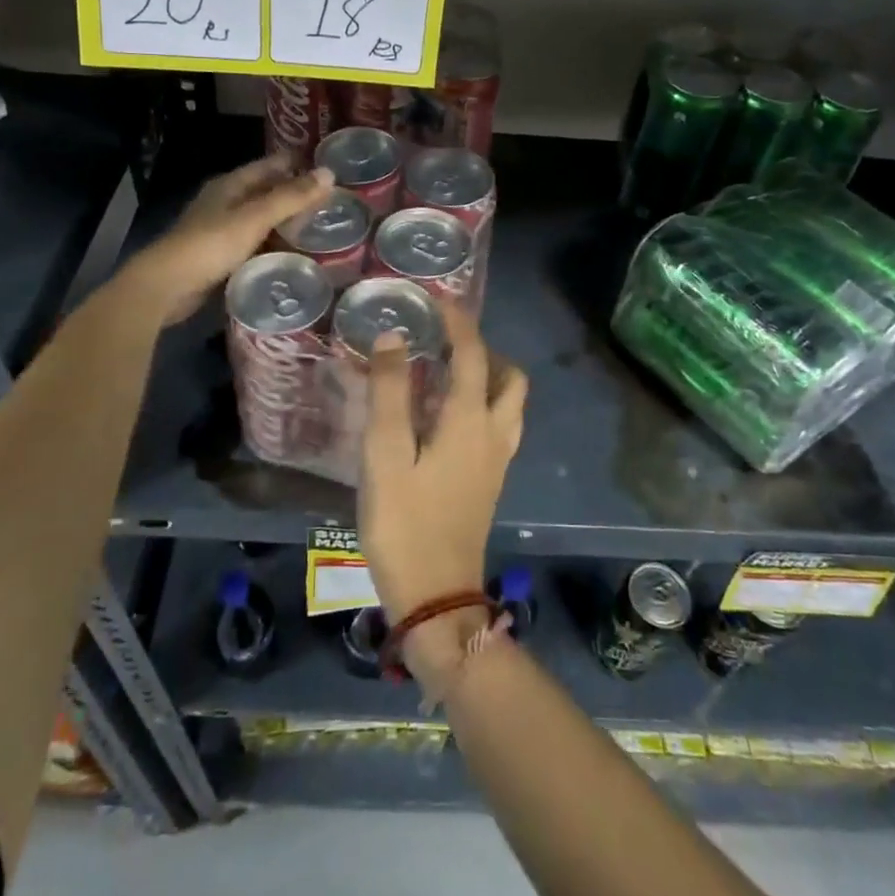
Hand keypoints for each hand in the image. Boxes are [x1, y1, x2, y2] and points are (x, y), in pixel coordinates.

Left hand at [111, 156, 333, 327]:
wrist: (167, 286)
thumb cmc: (211, 245)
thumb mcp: (255, 218)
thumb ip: (291, 197)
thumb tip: (329, 173)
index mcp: (230, 184)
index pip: (269, 165)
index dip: (296, 163)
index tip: (328, 168)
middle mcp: (224, 201)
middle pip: (265, 191)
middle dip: (294, 194)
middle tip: (332, 201)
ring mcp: (219, 229)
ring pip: (259, 218)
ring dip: (284, 221)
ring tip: (319, 227)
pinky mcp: (219, 255)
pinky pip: (253, 242)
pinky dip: (272, 243)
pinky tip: (292, 253)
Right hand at [358, 302, 527, 633]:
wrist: (435, 596)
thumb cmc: (404, 522)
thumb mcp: (384, 454)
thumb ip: (389, 393)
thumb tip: (393, 338)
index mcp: (469, 420)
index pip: (473, 353)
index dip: (458, 321)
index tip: (438, 299)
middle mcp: (494, 433)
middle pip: (509, 377)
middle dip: (484, 349)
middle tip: (447, 340)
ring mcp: (498, 459)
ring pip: (510, 402)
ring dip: (489, 376)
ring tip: (448, 372)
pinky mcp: (491, 481)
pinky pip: (500, 425)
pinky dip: (484, 403)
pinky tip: (448, 416)